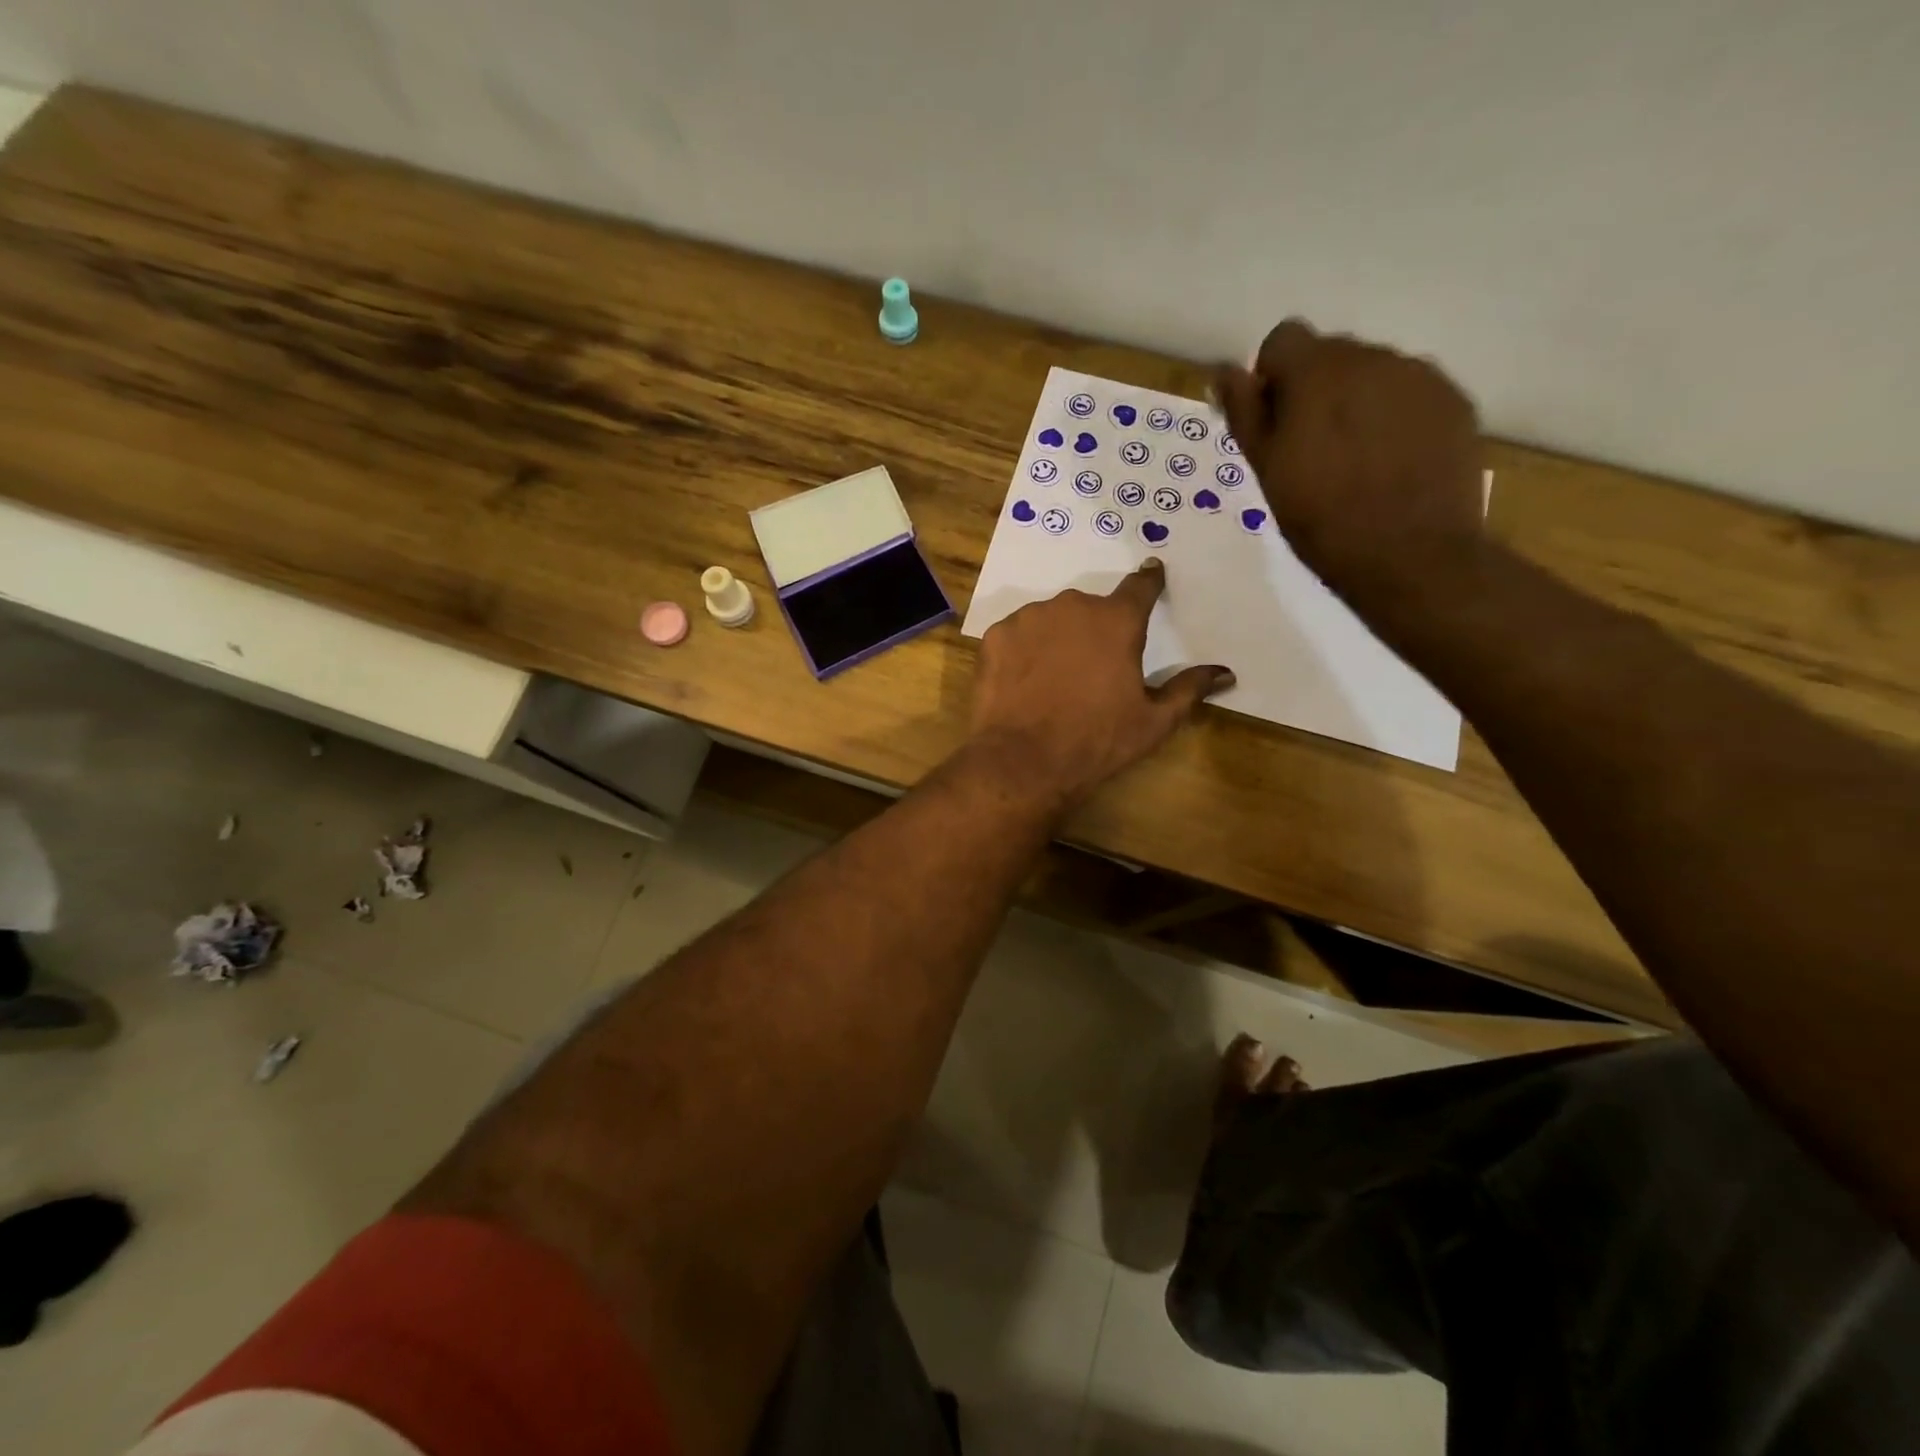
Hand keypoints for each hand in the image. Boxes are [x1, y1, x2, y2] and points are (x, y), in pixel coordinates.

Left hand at [970, 560, 1233, 812]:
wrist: (1023, 762)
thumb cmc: (1097, 742)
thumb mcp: (1153, 721)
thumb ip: (1189, 688)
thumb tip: (1225, 672)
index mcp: (1117, 621)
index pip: (1140, 587)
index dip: (1148, 582)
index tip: (1152, 574)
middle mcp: (1073, 606)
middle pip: (1090, 609)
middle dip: (1094, 630)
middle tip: (1091, 668)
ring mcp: (1029, 618)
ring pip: (1050, 619)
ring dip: (1057, 638)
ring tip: (1054, 679)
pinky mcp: (995, 636)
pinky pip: (1017, 635)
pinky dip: (1024, 651)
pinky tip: (1024, 682)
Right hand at [1214, 320, 1484, 596]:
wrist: (1410, 556)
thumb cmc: (1321, 519)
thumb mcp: (1267, 470)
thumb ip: (1245, 413)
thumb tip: (1225, 372)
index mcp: (1318, 371)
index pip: (1284, 339)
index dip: (1272, 378)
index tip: (1275, 424)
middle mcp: (1372, 357)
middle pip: (1331, 355)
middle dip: (1316, 391)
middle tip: (1312, 453)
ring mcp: (1420, 376)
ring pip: (1373, 373)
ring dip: (1356, 403)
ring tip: (1357, 462)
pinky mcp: (1454, 401)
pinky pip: (1411, 394)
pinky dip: (1395, 417)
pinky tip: (1393, 464)